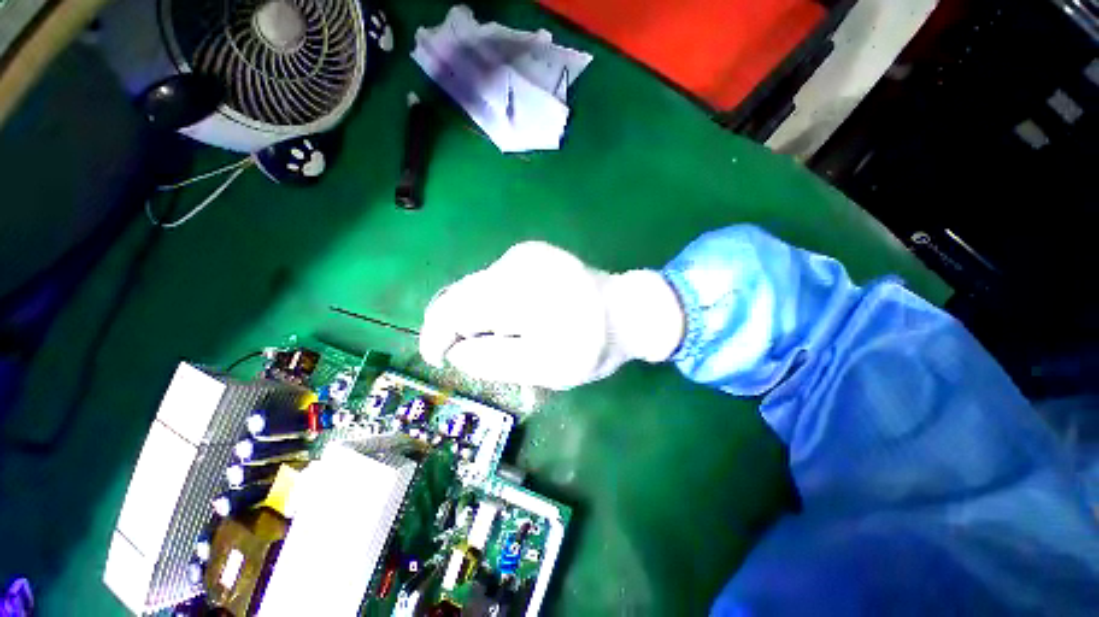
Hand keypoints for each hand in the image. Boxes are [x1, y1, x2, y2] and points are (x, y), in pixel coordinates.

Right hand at [419, 242, 684, 389]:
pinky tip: (522, 317)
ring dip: (482, 318)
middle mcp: (514, 262)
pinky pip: (497, 282)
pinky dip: (497, 305)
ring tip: (513, 337)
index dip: (436, 335)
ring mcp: (524, 254)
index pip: (453, 308)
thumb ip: (495, 360)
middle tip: (483, 354)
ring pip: (479, 289)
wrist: (629, 310)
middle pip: (462, 295)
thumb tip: (457, 352)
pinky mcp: (532, 254)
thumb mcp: (545, 366)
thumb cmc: (592, 344)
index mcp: (517, 290)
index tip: (440, 360)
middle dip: (462, 329)